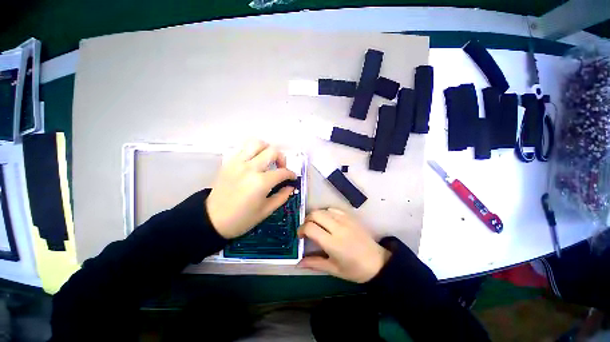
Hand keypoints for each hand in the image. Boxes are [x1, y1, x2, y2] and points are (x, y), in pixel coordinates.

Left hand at [206, 140, 296, 238]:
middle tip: (280, 168)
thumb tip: (291, 186)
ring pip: (257, 143)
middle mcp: (250, 168)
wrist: (212, 220)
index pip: (282, 172)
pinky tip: (254, 161)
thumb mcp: (266, 211)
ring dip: (266, 149)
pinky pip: (244, 148)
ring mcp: (238, 162)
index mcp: (261, 182)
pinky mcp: (229, 162)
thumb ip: (282, 196)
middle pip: (272, 151)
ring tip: (268, 159)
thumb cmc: (242, 219)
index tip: (292, 178)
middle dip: (282, 159)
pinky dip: (253, 151)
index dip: (291, 174)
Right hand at [297, 209, 390, 282]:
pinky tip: (327, 221)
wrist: (377, 262)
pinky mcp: (350, 216)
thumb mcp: (333, 269)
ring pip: (323, 210)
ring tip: (316, 225)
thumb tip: (297, 263)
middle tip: (307, 230)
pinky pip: (333, 209)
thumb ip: (314, 264)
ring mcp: (345, 220)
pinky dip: (326, 213)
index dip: (301, 230)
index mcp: (333, 243)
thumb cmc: (354, 269)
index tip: (300, 236)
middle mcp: (338, 228)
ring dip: (316, 216)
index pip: (310, 228)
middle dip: (306, 220)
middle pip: (315, 214)